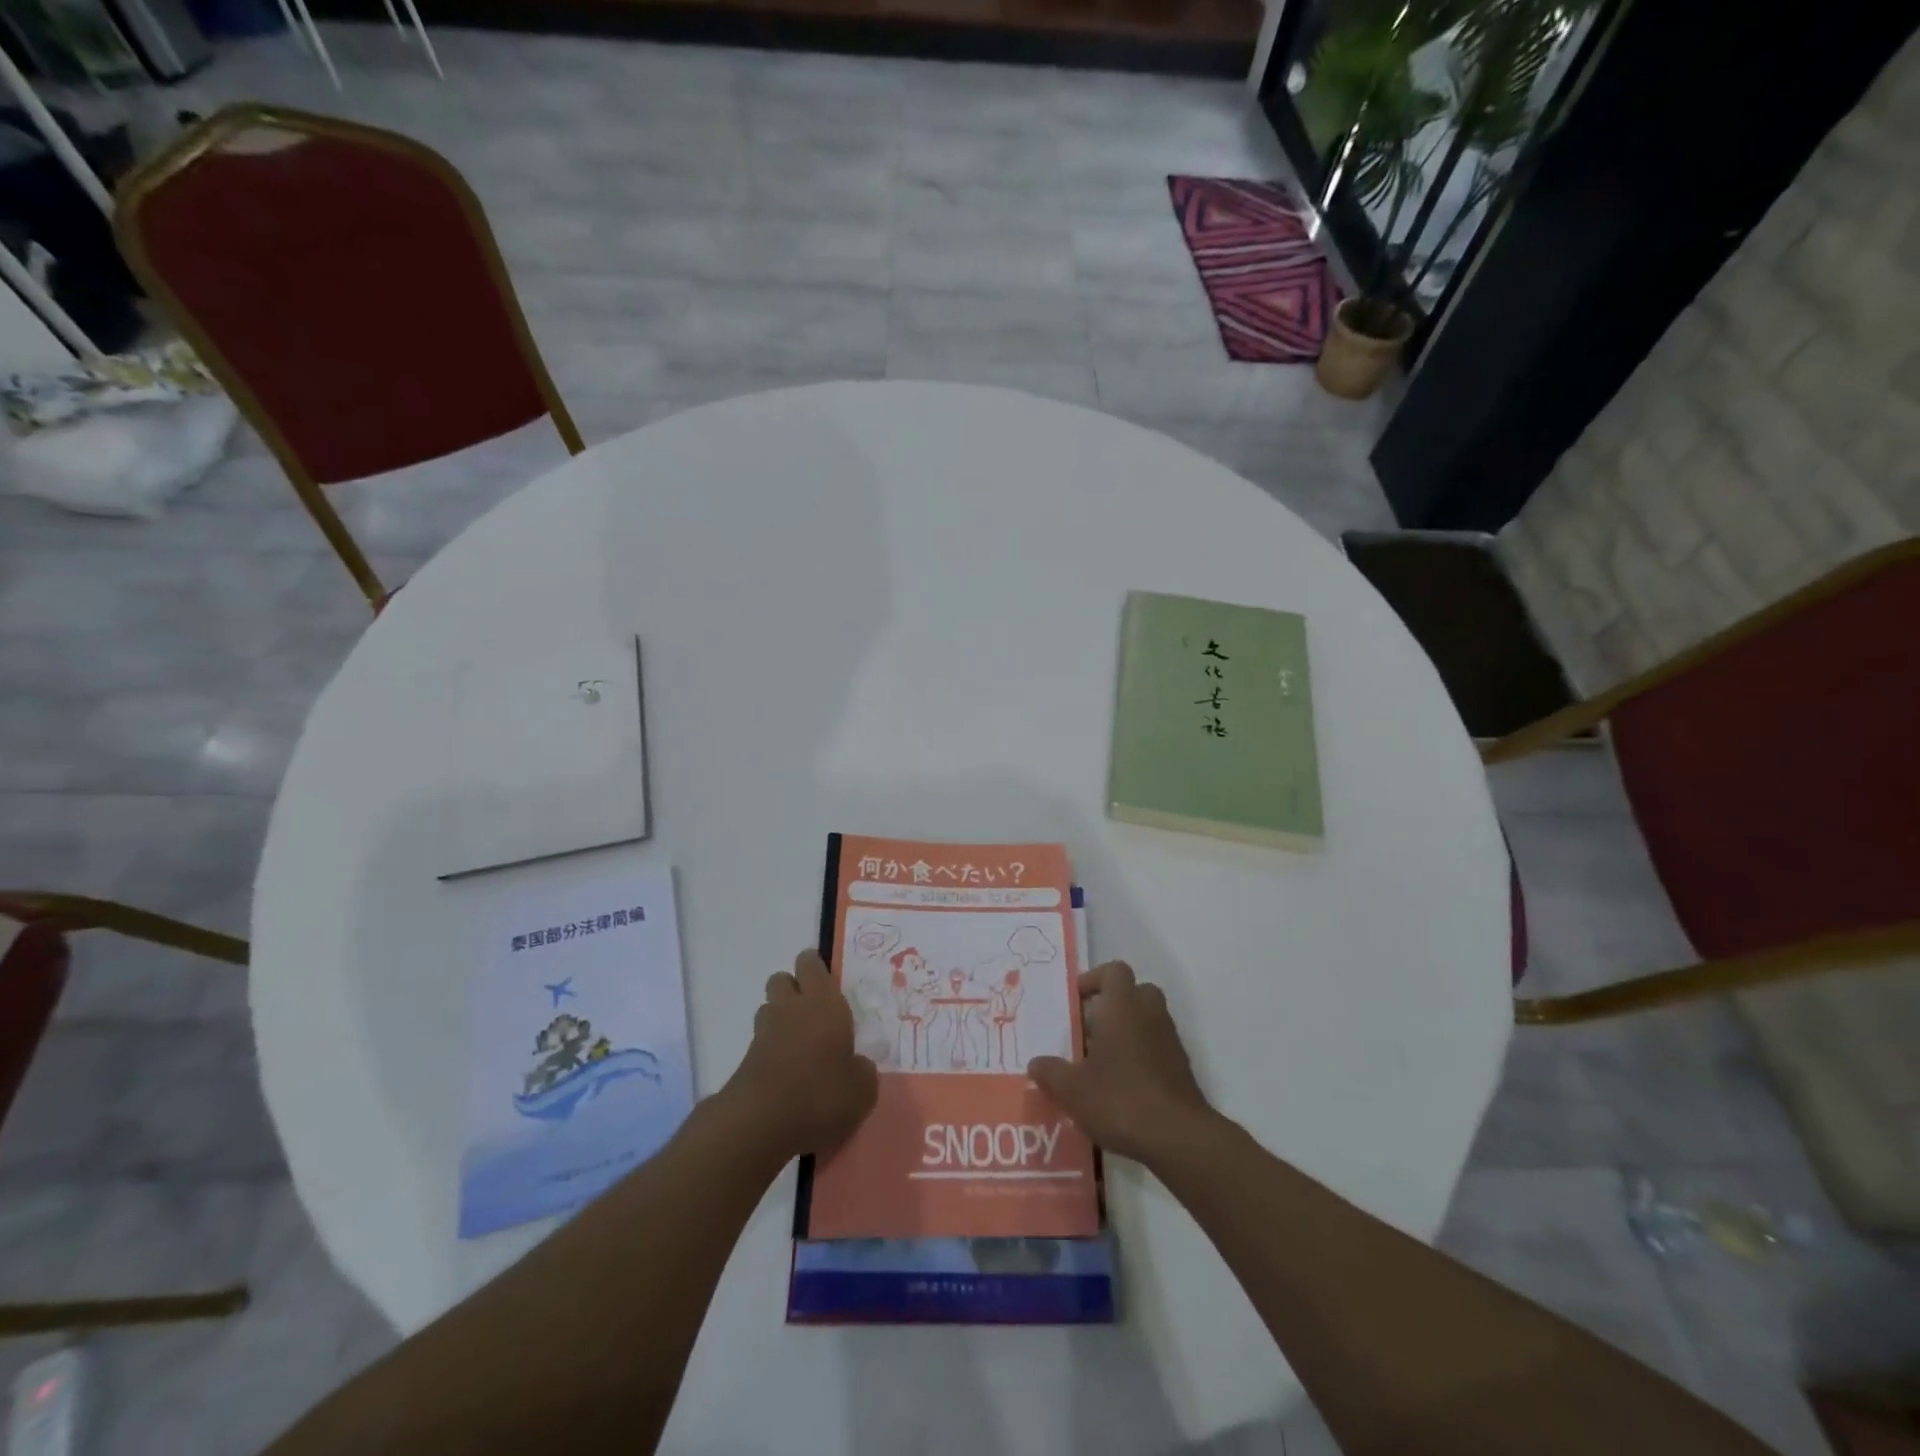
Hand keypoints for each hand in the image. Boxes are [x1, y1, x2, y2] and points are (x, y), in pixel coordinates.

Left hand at [727, 950, 877, 1161]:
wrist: (760, 1123)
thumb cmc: (821, 1094)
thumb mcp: (862, 1090)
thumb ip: (862, 1071)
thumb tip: (857, 1066)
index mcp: (824, 1002)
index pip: (811, 963)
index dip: (815, 968)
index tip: (827, 983)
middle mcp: (791, 1008)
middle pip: (782, 979)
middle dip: (794, 989)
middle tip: (814, 1013)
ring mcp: (764, 1032)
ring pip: (769, 1008)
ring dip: (781, 1018)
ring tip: (800, 1045)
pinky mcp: (746, 1060)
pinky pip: (761, 1043)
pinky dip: (772, 1051)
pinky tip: (787, 1075)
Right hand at [1028, 961, 1214, 1168]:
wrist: (1179, 1138)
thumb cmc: (1120, 1098)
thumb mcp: (1072, 1089)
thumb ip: (1051, 1072)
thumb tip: (1036, 1063)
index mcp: (1123, 1005)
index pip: (1114, 970)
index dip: (1094, 980)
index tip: (1075, 1002)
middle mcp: (1150, 1014)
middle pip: (1133, 993)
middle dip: (1110, 1006)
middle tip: (1087, 1031)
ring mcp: (1170, 1040)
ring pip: (1146, 1021)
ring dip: (1125, 1033)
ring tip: (1099, 1064)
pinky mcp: (1181, 1068)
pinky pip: (1156, 1047)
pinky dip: (1140, 1057)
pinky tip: (1120, 1088)